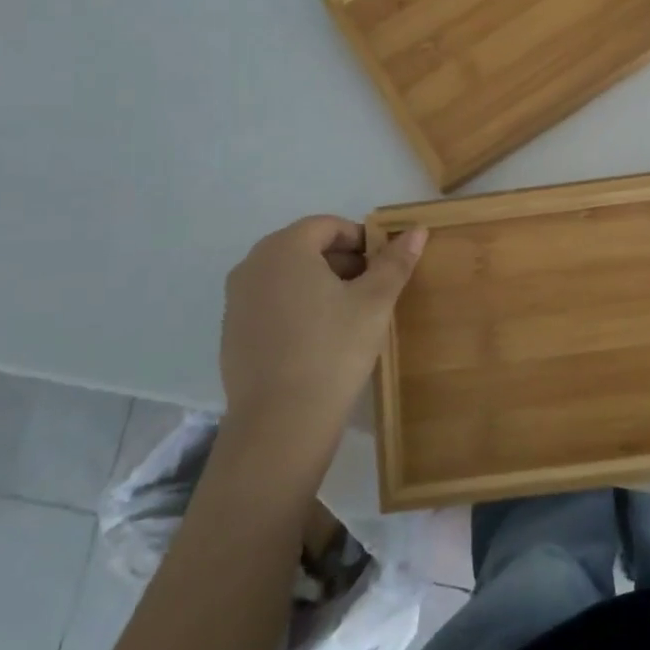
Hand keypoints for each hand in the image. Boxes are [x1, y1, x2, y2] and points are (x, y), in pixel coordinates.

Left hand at [218, 215, 426, 463]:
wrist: (281, 423)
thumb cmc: (333, 349)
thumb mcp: (375, 302)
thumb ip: (395, 262)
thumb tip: (416, 229)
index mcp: (284, 248)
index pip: (328, 226)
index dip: (362, 240)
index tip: (385, 266)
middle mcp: (252, 265)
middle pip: (306, 248)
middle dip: (343, 262)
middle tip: (373, 290)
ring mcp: (237, 300)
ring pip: (288, 276)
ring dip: (321, 284)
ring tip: (351, 315)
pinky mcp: (232, 332)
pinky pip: (271, 303)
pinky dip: (298, 308)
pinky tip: (320, 340)